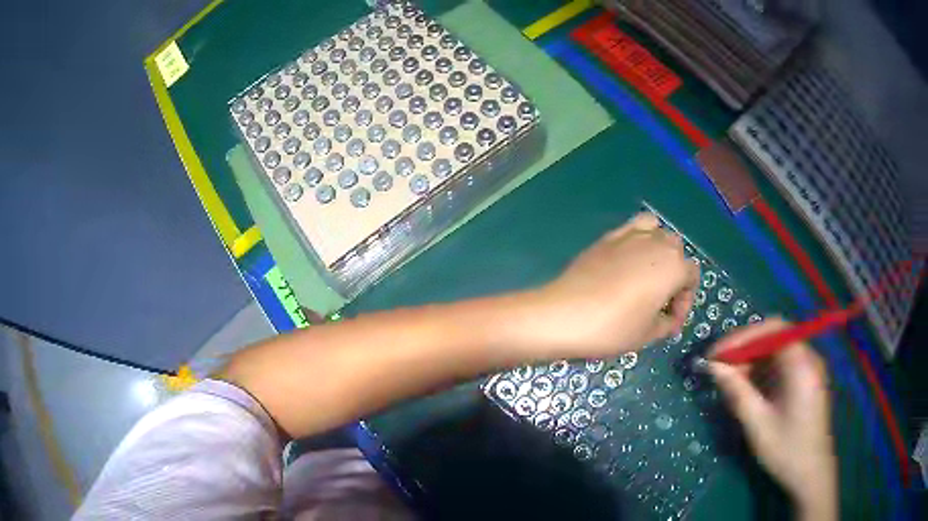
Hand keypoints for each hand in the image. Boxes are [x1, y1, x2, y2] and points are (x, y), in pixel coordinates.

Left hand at [523, 212, 699, 357]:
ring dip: (659, 251)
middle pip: (677, 251)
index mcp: (673, 266)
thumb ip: (667, 323)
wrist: (564, 315)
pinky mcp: (607, 237)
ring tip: (647, 276)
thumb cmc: (613, 328)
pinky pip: (632, 228)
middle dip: (674, 276)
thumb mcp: (648, 334)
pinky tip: (626, 263)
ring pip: (657, 232)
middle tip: (659, 304)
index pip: (692, 277)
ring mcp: (630, 235)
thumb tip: (668, 318)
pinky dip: (637, 240)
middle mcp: (656, 243)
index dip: (685, 302)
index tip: (669, 322)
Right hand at [707, 319, 836, 519]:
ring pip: (776, 350)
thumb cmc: (786, 449)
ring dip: (752, 360)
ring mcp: (809, 369)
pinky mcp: (806, 381)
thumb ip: (737, 392)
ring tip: (729, 379)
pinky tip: (749, 388)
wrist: (811, 473)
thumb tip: (713, 366)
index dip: (741, 337)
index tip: (715, 355)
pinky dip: (763, 371)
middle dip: (745, 348)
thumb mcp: (758, 424)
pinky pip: (782, 365)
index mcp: (801, 363)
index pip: (771, 329)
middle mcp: (808, 358)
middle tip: (719, 366)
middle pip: (774, 336)